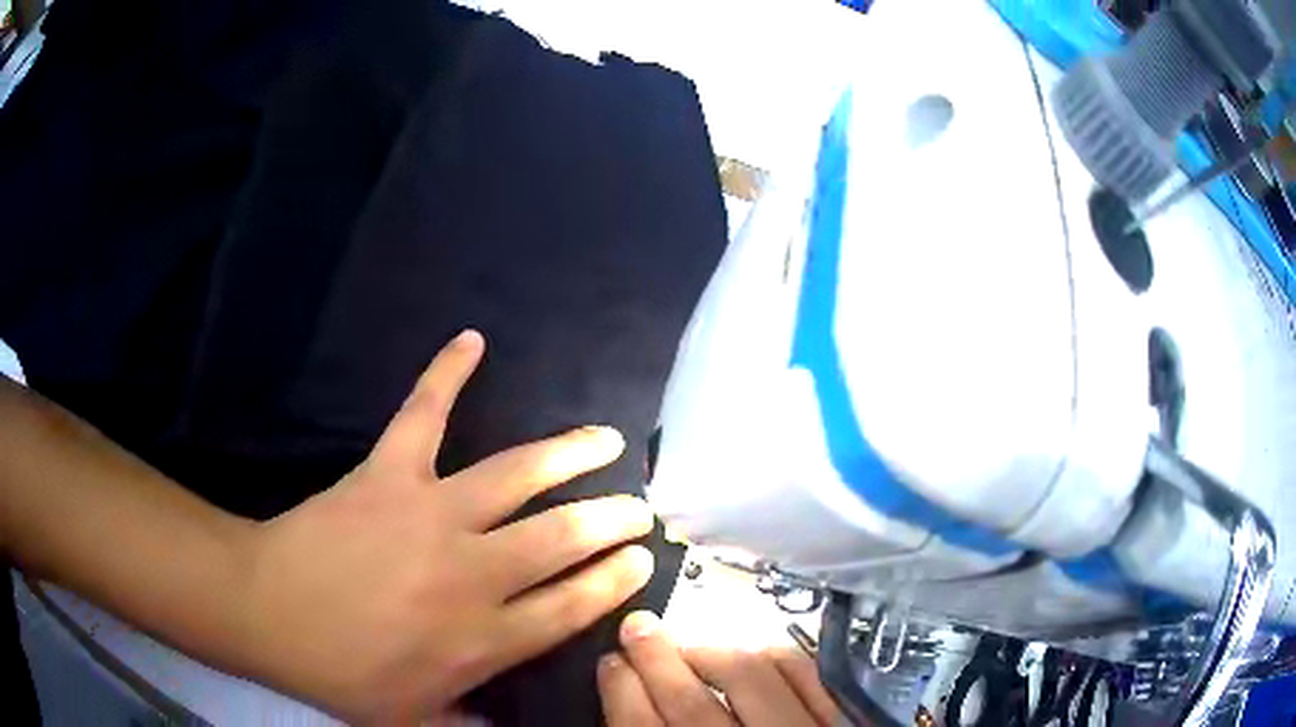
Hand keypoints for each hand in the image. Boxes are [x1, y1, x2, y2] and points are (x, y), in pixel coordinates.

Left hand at [236, 330, 655, 722]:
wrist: (268, 613)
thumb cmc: (340, 672)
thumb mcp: (410, 723)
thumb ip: (466, 725)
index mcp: (483, 638)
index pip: (571, 605)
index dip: (613, 579)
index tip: (640, 559)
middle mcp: (473, 573)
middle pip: (562, 538)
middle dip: (611, 519)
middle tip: (639, 506)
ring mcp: (432, 514)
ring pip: (518, 475)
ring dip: (569, 454)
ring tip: (605, 438)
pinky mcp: (390, 473)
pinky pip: (424, 413)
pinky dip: (446, 374)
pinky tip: (471, 339)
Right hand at [598, 612, 841, 726]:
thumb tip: (625, 696)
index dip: (621, 693)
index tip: (610, 662)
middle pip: (693, 705)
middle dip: (657, 660)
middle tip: (637, 627)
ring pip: (755, 680)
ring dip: (715, 651)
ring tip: (690, 640)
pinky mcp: (846, 720)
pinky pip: (813, 676)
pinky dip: (781, 657)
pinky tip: (756, 649)